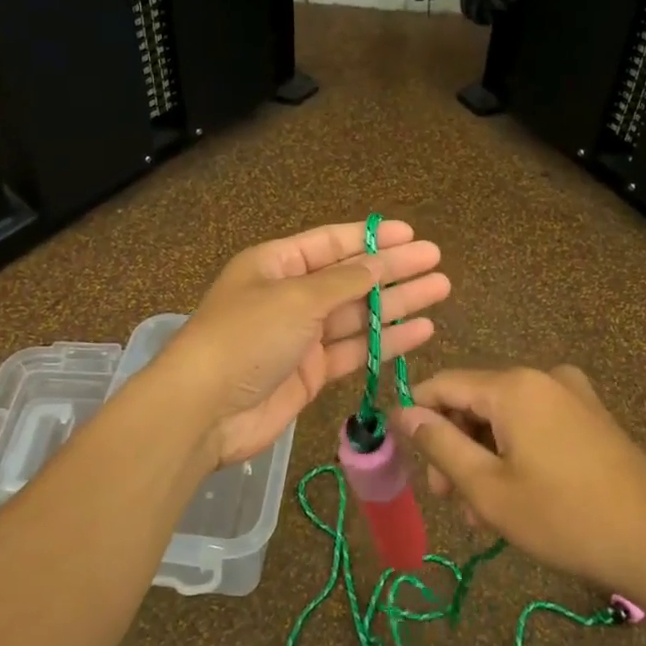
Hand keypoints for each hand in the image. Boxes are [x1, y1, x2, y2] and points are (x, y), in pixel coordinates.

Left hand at [158, 220, 449, 466]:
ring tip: (440, 290)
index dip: (371, 238)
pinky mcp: (310, 372)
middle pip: (350, 277)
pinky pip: (354, 349)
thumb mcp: (296, 298)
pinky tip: (421, 330)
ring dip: (397, 303)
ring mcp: (301, 336)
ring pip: (357, 314)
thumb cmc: (246, 338)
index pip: (331, 243)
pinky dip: (386, 341)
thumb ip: (345, 281)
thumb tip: (381, 261)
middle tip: (436, 261)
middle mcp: (290, 296)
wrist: (204, 410)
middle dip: (393, 269)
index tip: (411, 234)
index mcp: (275, 264)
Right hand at [391, 366, 645, 606]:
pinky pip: (536, 426)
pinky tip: (515, 498)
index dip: (416, 416)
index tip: (403, 456)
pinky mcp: (593, 419)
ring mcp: (574, 396)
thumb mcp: (488, 488)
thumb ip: (439, 444)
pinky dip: (515, 454)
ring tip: (481, 513)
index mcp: (514, 385)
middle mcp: (543, 377)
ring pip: (505, 418)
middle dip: (453, 446)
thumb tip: (402, 412)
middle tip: (446, 499)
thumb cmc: (565, 518)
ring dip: (484, 458)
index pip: (443, 384)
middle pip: (475, 401)